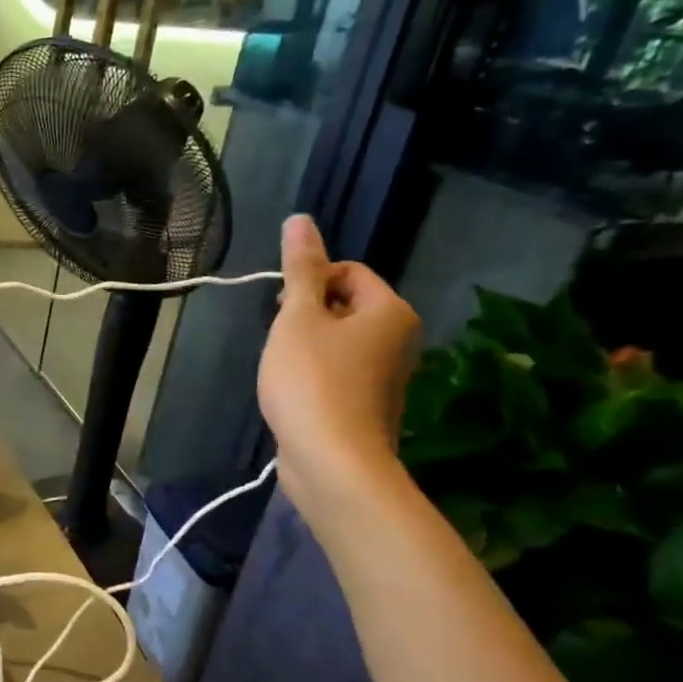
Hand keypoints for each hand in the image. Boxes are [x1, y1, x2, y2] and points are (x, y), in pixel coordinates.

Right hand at [257, 215, 420, 507]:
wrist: (332, 462)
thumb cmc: (313, 380)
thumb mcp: (298, 317)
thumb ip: (299, 269)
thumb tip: (300, 219)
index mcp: (391, 311)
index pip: (348, 272)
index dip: (309, 284)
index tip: (284, 311)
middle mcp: (400, 339)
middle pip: (344, 306)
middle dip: (306, 316)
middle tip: (282, 341)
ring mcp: (387, 377)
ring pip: (338, 341)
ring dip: (306, 347)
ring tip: (285, 370)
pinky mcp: (369, 406)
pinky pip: (339, 373)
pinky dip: (314, 376)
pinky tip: (295, 395)